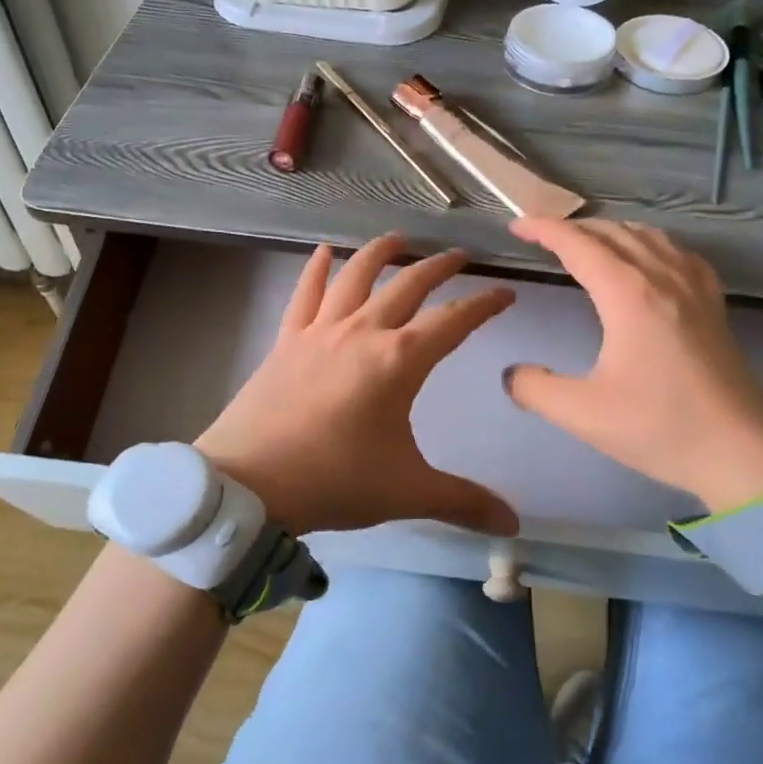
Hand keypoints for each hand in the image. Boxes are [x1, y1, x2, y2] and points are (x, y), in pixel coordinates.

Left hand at [195, 234, 520, 537]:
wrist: (249, 484)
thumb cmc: (334, 481)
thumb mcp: (406, 492)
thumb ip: (463, 502)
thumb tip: (513, 525)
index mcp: (399, 360)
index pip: (454, 321)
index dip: (484, 305)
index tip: (506, 293)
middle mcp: (362, 332)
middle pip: (408, 286)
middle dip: (439, 267)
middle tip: (459, 255)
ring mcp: (320, 332)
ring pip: (355, 277)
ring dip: (380, 253)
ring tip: (398, 238)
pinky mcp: (287, 341)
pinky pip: (304, 295)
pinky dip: (315, 270)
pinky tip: (323, 252)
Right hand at [503, 219, 762, 511]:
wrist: (743, 453)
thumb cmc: (661, 428)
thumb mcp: (583, 414)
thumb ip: (535, 389)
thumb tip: (513, 373)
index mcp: (629, 294)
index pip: (578, 244)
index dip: (544, 230)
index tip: (516, 227)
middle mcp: (663, 278)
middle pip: (613, 232)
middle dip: (573, 228)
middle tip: (542, 238)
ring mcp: (695, 289)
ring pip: (649, 237)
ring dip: (611, 231)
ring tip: (587, 243)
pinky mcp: (714, 306)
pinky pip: (679, 254)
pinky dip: (651, 244)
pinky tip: (650, 261)